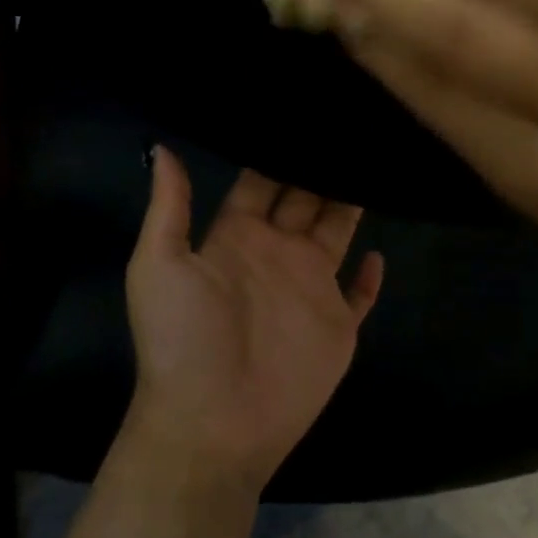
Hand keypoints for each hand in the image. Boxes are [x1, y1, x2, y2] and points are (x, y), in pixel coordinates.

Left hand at [123, 149, 383, 493]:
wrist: (211, 425)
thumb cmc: (181, 339)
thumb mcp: (158, 264)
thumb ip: (169, 206)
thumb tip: (163, 146)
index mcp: (236, 235)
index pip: (260, 181)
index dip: (276, 149)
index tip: (299, 112)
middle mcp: (276, 252)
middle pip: (304, 197)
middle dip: (320, 165)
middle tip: (347, 123)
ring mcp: (309, 288)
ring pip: (336, 232)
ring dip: (350, 202)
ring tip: (372, 161)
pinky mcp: (337, 325)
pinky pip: (359, 295)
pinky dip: (370, 276)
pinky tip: (379, 251)